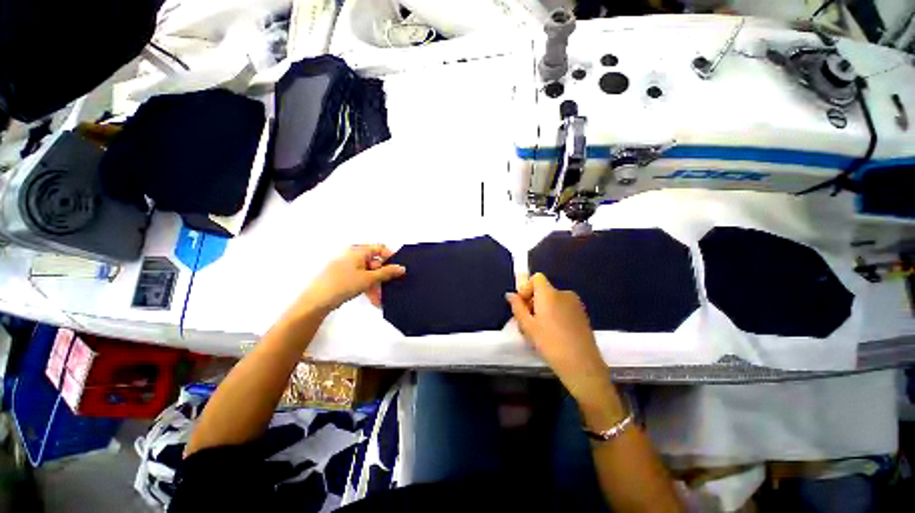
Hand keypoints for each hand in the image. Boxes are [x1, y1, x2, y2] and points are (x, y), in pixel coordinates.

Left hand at [296, 244, 405, 314]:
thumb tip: (402, 268)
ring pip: (369, 273)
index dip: (391, 257)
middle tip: (389, 288)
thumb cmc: (343, 284)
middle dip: (383, 276)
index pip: (380, 248)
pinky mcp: (344, 277)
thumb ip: (387, 273)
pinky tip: (372, 300)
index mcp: (358, 251)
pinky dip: (367, 287)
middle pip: (375, 263)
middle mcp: (353, 256)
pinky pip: (361, 279)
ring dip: (376, 285)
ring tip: (379, 299)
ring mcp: (348, 267)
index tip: (398, 269)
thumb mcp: (369, 278)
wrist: (316, 301)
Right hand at [506, 274, 615, 407]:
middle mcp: (564, 294)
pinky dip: (554, 315)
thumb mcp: (528, 326)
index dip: (526, 288)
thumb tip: (511, 295)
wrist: (582, 365)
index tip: (522, 306)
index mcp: (549, 294)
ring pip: (552, 301)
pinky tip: (553, 334)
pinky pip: (562, 308)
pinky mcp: (582, 315)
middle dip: (532, 303)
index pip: (536, 278)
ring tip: (539, 332)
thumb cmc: (550, 343)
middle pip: (543, 290)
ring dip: (542, 310)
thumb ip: (517, 307)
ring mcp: (575, 304)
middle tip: (527, 323)